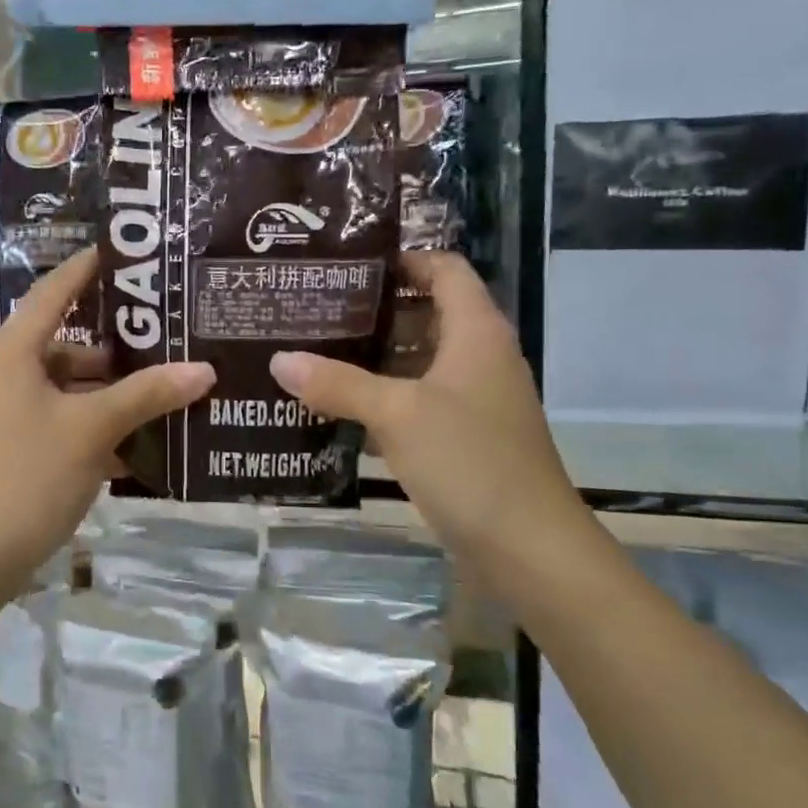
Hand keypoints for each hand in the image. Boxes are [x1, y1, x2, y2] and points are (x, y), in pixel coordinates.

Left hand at [0, 248, 214, 598]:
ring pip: (64, 392)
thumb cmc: (26, 477)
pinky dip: (91, 430)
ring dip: (108, 397)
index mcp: (13, 353)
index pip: (53, 292)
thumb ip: (147, 395)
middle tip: (166, 342)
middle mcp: (3, 376)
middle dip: (115, 350)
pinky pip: (57, 426)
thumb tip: (203, 368)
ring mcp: (1, 417)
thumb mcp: (92, 430)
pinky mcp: (6, 453)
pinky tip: (133, 450)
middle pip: (65, 347)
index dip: (85, 269)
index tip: (119, 252)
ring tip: (161, 398)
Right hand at [269, 252, 588, 568]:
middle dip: (373, 311)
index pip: (443, 269)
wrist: (528, 548)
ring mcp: (472, 400)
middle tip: (315, 310)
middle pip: (425, 314)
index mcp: (476, 332)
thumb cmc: (469, 461)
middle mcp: (478, 357)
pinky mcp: (463, 437)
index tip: (347, 266)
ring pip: (417, 362)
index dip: (402, 259)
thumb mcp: (397, 415)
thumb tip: (279, 359)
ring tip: (314, 354)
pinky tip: (337, 410)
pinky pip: (417, 403)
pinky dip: (382, 401)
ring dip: (373, 359)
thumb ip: (337, 383)